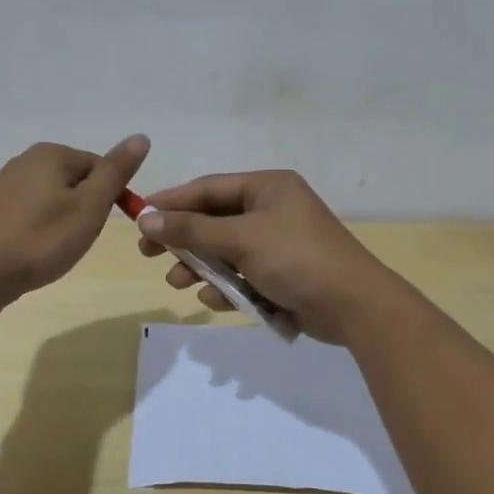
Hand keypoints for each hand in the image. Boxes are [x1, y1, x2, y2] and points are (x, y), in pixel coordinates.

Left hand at [0, 135, 149, 304]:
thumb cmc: (40, 239)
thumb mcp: (89, 207)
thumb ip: (116, 172)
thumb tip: (141, 137)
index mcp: (52, 153)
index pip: (101, 167)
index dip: (110, 198)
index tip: (99, 226)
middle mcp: (26, 159)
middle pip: (77, 181)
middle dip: (85, 209)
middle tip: (77, 239)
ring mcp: (5, 183)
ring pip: (54, 197)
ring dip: (63, 220)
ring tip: (55, 248)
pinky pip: (32, 211)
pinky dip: (40, 228)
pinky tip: (34, 249)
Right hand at [135, 170, 400, 342]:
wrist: (355, 306)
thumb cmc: (297, 259)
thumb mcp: (241, 240)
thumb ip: (192, 230)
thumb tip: (146, 219)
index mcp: (267, 187)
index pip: (208, 188)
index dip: (172, 202)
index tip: (139, 217)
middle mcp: (271, 209)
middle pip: (214, 220)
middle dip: (184, 240)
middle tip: (149, 254)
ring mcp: (277, 242)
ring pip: (225, 250)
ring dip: (201, 267)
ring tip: (178, 283)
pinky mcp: (281, 273)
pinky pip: (243, 273)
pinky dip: (227, 285)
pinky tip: (215, 300)